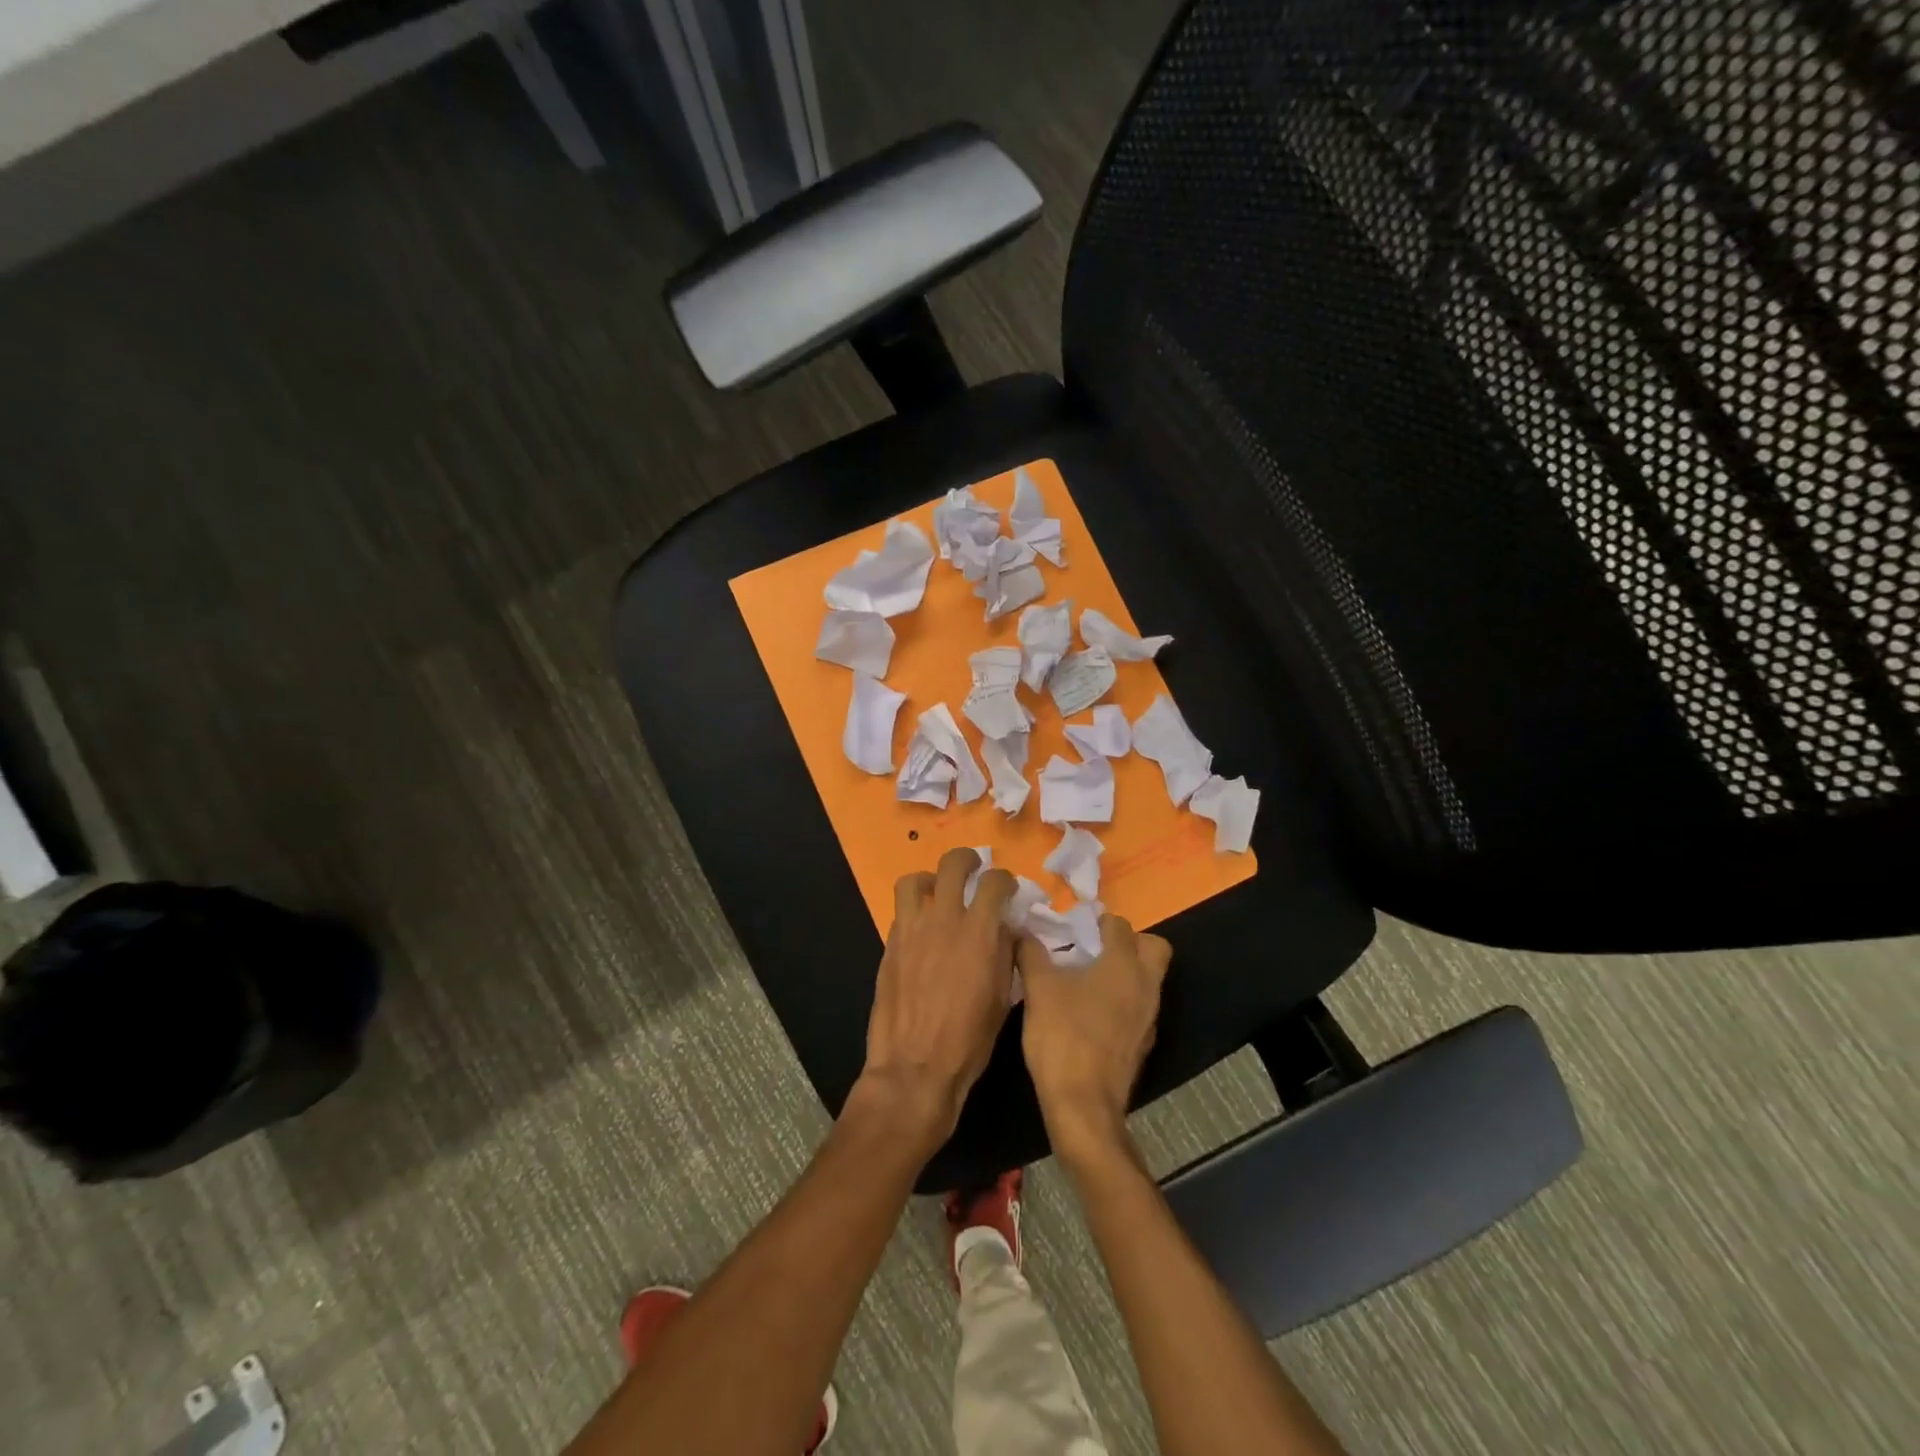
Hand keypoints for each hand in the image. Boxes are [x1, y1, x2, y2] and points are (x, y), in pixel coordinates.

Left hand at [859, 848, 1017, 1150]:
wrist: (915, 1067)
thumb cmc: (969, 1040)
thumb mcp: (1001, 997)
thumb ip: (1004, 953)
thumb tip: (1005, 928)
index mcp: (978, 933)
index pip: (994, 883)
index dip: (1005, 880)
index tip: (1007, 888)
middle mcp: (943, 921)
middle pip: (952, 865)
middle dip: (967, 859)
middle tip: (974, 868)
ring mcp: (911, 931)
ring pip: (913, 880)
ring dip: (930, 878)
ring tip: (938, 890)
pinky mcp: (889, 946)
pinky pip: (901, 913)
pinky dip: (914, 911)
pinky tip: (923, 929)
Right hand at [1018, 915, 1171, 1167]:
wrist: (1083, 1105)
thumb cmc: (1063, 1037)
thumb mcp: (1038, 988)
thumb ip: (1031, 952)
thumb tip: (1021, 928)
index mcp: (1124, 965)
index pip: (1120, 925)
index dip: (1097, 922)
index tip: (1073, 928)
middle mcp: (1146, 985)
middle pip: (1153, 947)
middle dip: (1129, 942)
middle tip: (1095, 949)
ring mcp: (1149, 1017)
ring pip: (1148, 979)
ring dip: (1126, 972)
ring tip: (1087, 979)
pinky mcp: (1143, 1043)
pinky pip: (1140, 1007)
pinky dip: (1123, 1001)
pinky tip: (1092, 1012)